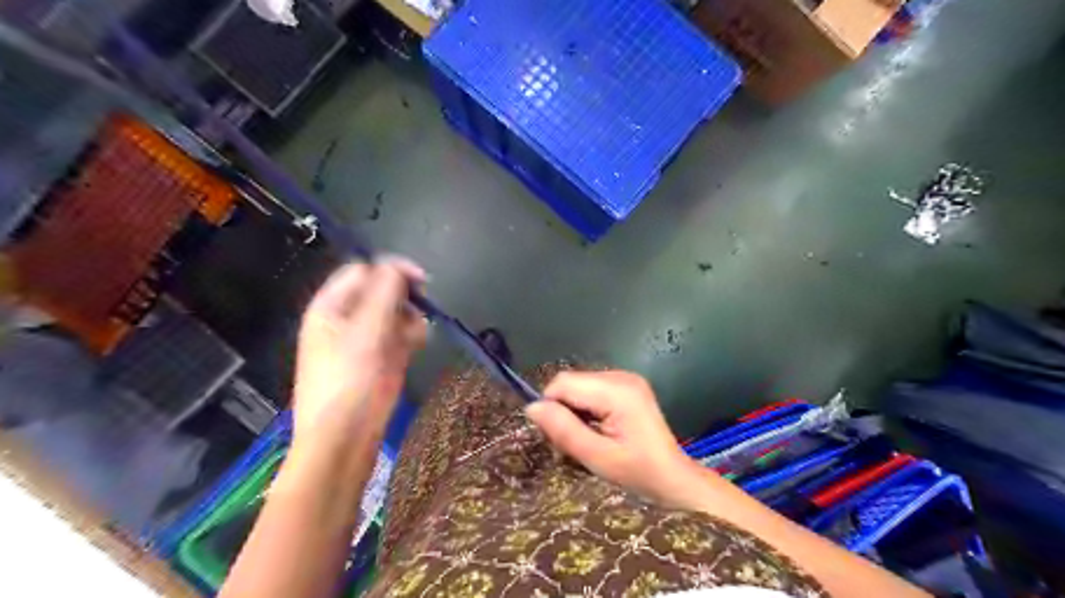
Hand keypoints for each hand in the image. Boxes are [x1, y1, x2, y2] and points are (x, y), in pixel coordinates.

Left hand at [292, 259, 426, 441]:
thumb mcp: (366, 331)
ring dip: (411, 317)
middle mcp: (347, 319)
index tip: (422, 282)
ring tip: (417, 335)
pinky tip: (418, 344)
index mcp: (331, 307)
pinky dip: (412, 335)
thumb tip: (399, 266)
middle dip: (404, 297)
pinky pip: (400, 335)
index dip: (392, 271)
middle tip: (422, 309)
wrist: (344, 440)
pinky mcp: (381, 359)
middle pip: (381, 291)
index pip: (363, 271)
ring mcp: (365, 340)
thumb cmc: (349, 382)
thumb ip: (384, 293)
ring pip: (395, 313)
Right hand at [523, 372, 704, 505]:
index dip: (551, 407)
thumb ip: (564, 430)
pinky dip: (585, 410)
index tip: (556, 437)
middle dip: (562, 411)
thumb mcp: (597, 457)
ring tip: (586, 439)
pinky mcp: (626, 386)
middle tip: (571, 444)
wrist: (674, 479)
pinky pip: (590, 390)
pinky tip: (597, 430)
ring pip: (578, 386)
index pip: (563, 383)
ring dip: (573, 412)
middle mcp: (621, 376)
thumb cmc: (638, 473)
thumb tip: (531, 407)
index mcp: (617, 390)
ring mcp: (625, 379)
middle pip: (571, 383)